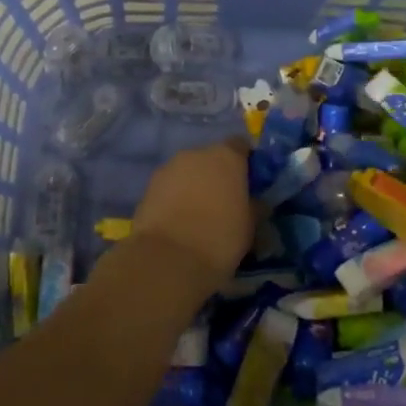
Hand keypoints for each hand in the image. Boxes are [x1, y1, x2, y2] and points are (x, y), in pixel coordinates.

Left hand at [131, 139, 258, 289]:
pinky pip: (170, 187)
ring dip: (195, 186)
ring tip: (199, 216)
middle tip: (225, 203)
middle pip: (211, 158)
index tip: (250, 183)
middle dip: (218, 176)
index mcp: (226, 156)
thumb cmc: (219, 239)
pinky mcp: (148, 186)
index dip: (246, 162)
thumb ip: (254, 206)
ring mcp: (169, 167)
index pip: (240, 145)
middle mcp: (196, 153)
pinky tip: (179, 222)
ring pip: (188, 171)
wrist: (167, 259)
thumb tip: (256, 202)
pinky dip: (175, 198)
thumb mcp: (250, 227)